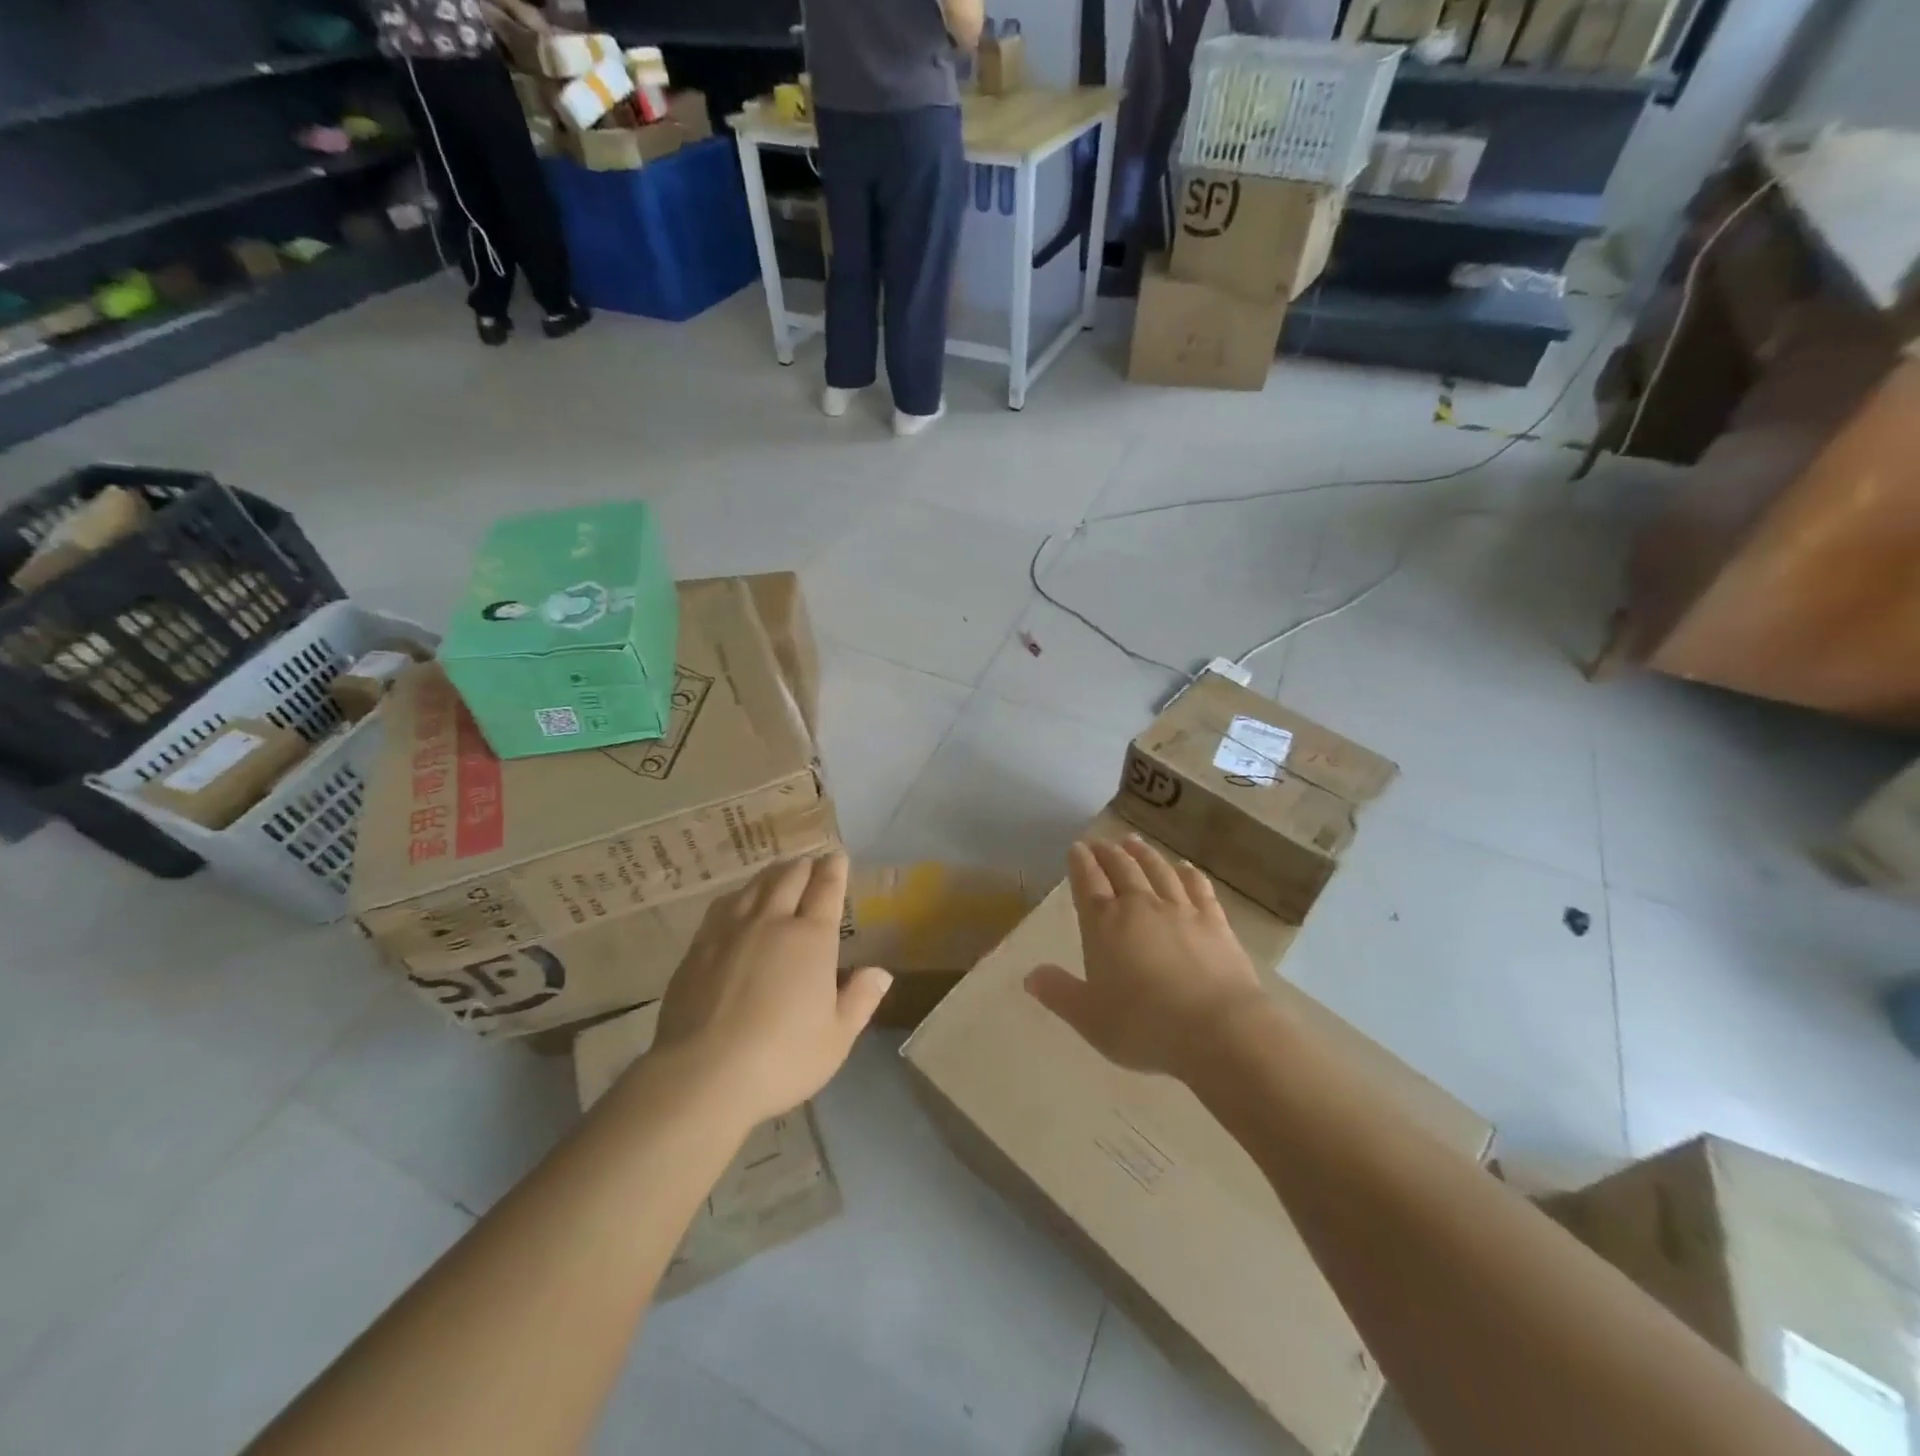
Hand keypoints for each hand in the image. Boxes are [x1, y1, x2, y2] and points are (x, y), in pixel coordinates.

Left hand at [653, 852, 891, 1126]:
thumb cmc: (782, 1059)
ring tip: (778, 875)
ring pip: (754, 886)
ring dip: (772, 875)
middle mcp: (771, 922)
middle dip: (804, 866)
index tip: (837, 857)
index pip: (826, 889)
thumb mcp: (837, 1038)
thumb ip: (860, 999)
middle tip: (811, 865)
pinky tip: (737, 903)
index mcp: (811, 939)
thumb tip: (880, 972)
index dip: (834, 869)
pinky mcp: (698, 947)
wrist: (703, 1075)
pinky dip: (739, 895)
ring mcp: (730, 931)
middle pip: (789, 878)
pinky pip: (723, 906)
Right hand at [1026, 837, 1264, 1080]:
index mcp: (1104, 924)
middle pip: (1121, 868)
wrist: (1217, 1029)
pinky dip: (1188, 873)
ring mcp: (1180, 910)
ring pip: (1157, 870)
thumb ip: (1059, 993)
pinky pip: (1198, 887)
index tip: (1076, 848)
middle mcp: (1140, 906)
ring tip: (1133, 842)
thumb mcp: (1089, 1018)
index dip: (1080, 863)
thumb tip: (1030, 976)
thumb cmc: (1144, 1026)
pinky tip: (1184, 867)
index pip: (1088, 882)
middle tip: (1100, 842)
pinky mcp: (1215, 922)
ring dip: (1143, 854)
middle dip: (1107, 853)